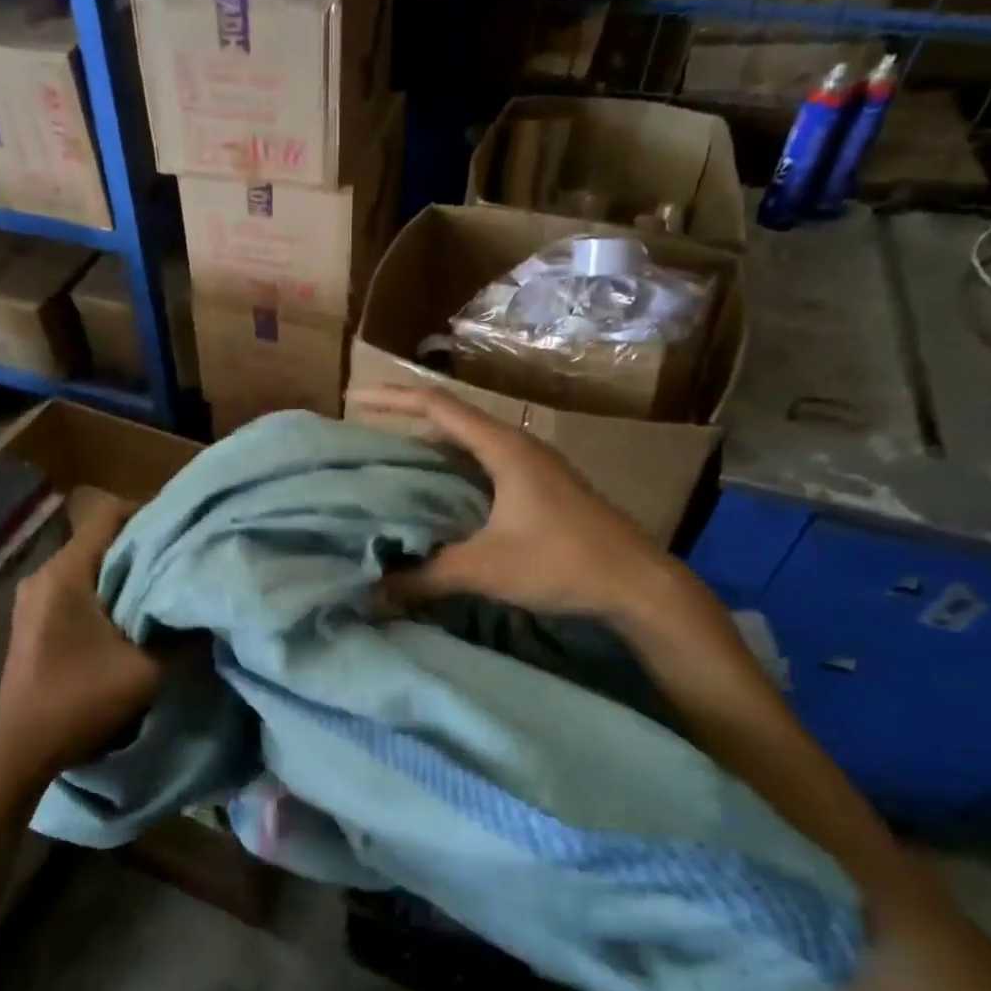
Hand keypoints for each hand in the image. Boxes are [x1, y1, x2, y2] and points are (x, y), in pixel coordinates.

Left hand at [0, 493, 161, 788]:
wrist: (18, 752)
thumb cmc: (79, 702)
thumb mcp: (146, 672)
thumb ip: (182, 637)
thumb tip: (208, 612)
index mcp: (65, 574)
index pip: (108, 515)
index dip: (150, 513)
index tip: (184, 530)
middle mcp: (43, 575)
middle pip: (100, 538)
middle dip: (143, 545)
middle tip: (183, 559)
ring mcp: (34, 597)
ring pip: (90, 564)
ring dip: (126, 571)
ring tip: (163, 586)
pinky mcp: (33, 619)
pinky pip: (77, 586)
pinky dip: (107, 590)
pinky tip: (131, 613)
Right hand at [348, 385, 684, 622]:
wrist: (637, 584)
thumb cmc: (562, 562)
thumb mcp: (485, 569)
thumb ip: (425, 576)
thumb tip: (374, 590)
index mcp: (503, 447)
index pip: (437, 406)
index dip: (392, 399)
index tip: (353, 402)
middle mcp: (518, 446)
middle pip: (452, 419)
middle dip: (405, 422)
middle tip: (364, 438)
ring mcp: (534, 467)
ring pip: (470, 445)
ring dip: (431, 449)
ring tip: (391, 464)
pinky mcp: (542, 489)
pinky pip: (484, 467)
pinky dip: (453, 473)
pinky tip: (437, 498)